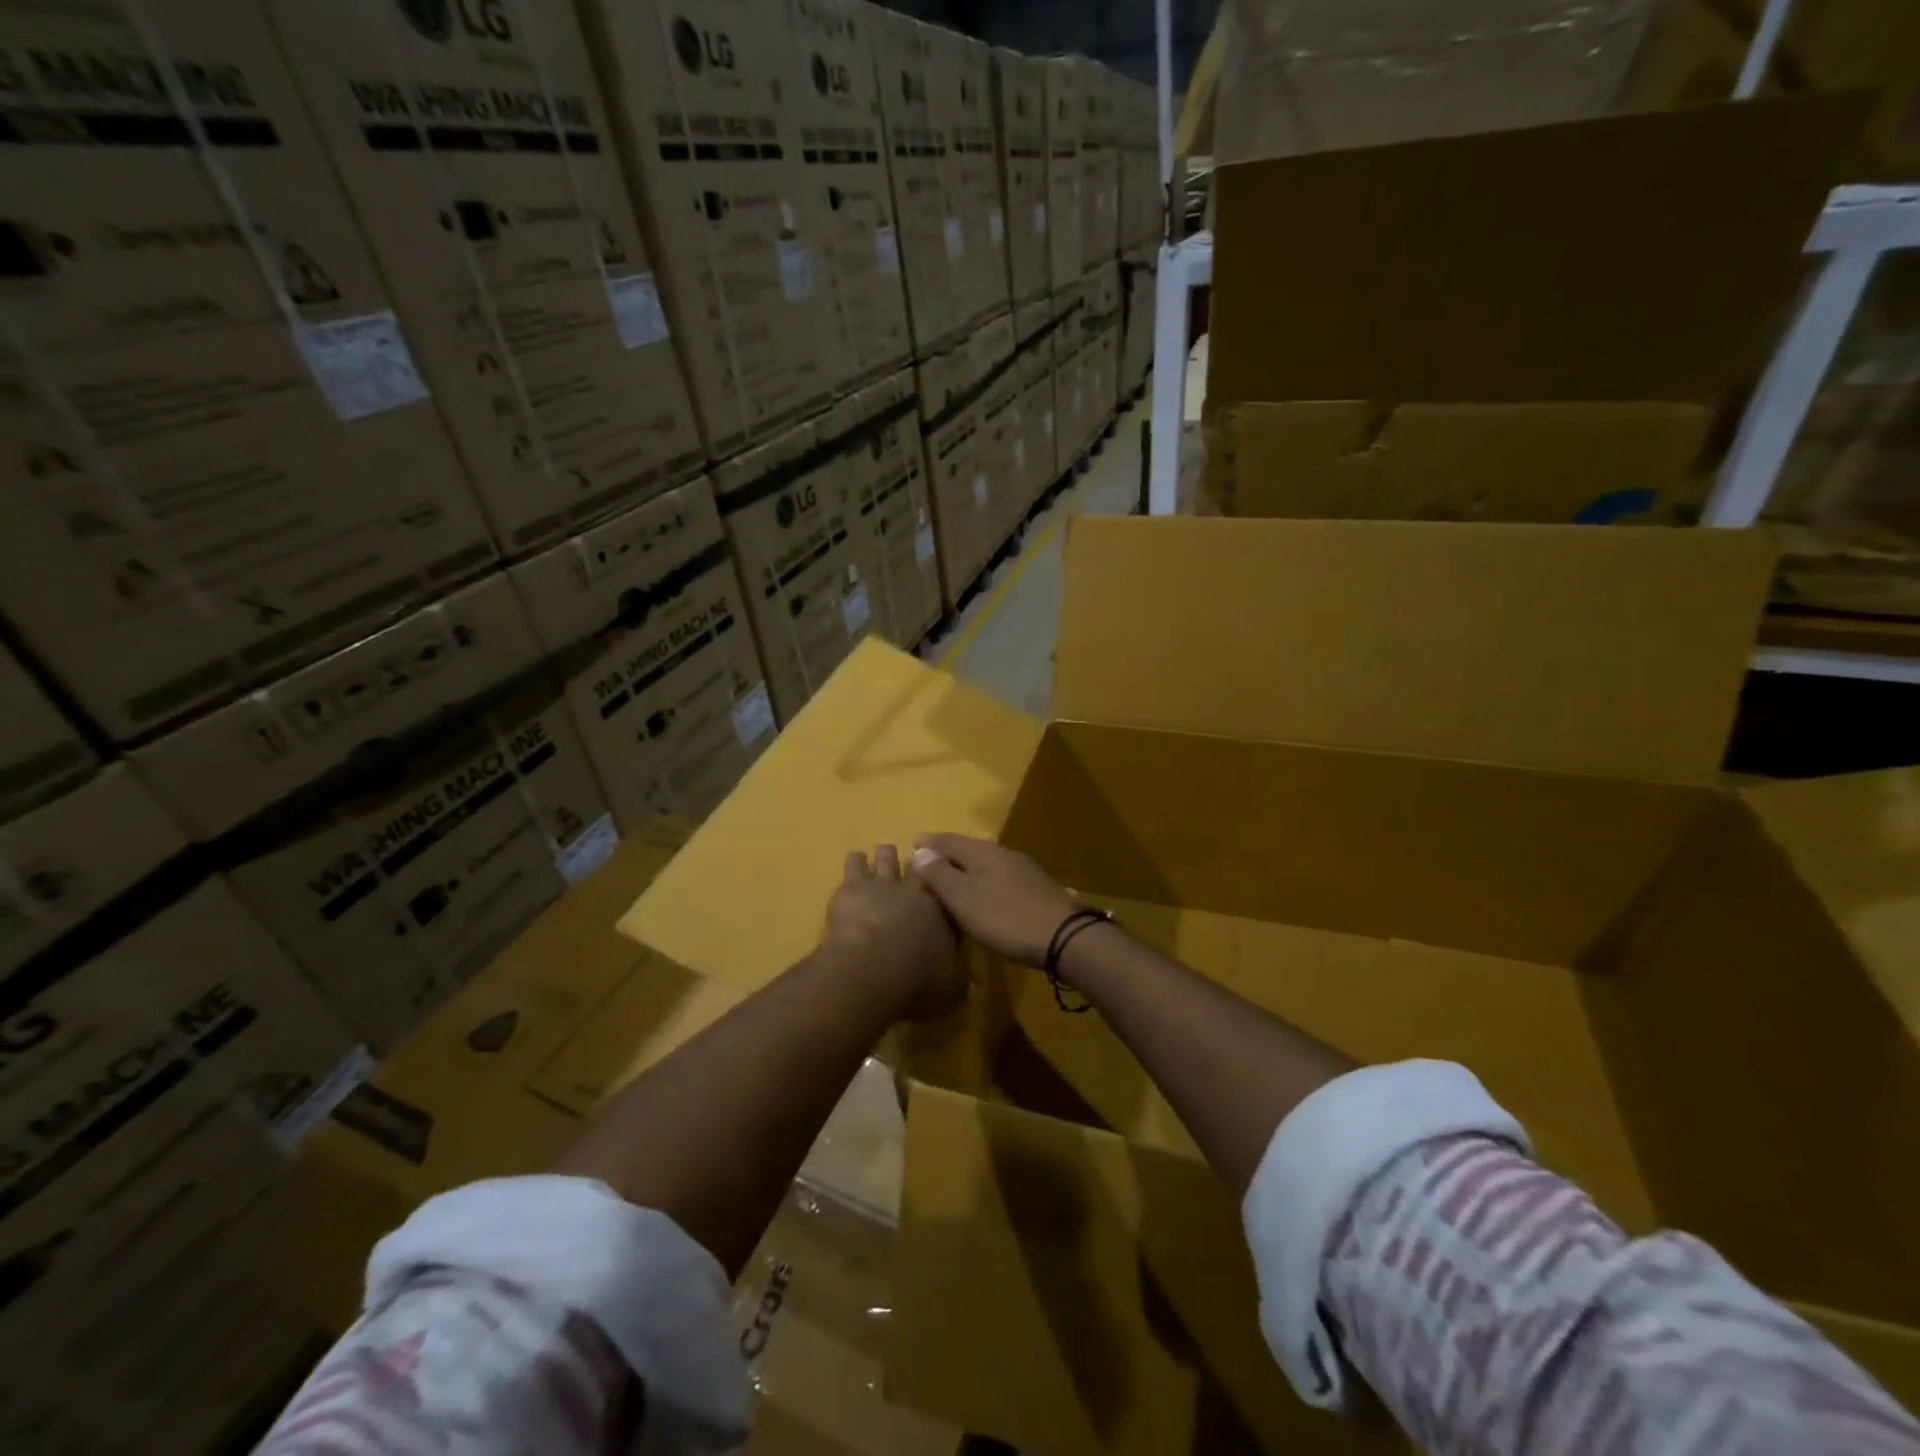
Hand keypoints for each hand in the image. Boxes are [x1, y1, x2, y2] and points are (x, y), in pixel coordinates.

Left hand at [826, 847, 964, 1020]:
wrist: (873, 968)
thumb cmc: (917, 981)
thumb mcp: (951, 989)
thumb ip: (961, 982)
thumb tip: (974, 985)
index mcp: (944, 914)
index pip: (951, 896)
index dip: (949, 891)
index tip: (948, 887)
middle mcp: (918, 893)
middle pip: (922, 870)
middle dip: (921, 865)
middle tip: (919, 862)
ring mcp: (885, 884)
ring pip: (889, 858)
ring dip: (887, 856)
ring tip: (886, 854)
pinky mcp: (855, 885)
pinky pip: (856, 863)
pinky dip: (856, 861)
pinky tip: (855, 860)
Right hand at [908, 834, 1079, 968]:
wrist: (1065, 937)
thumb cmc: (1006, 917)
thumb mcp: (965, 899)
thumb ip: (940, 875)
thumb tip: (920, 850)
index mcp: (983, 852)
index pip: (948, 840)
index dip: (928, 843)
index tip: (911, 844)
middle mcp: (1003, 854)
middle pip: (967, 850)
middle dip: (946, 855)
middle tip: (925, 865)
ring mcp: (1022, 871)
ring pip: (985, 864)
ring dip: (965, 870)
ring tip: (949, 883)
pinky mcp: (1035, 890)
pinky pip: (998, 879)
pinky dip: (982, 883)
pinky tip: (981, 898)